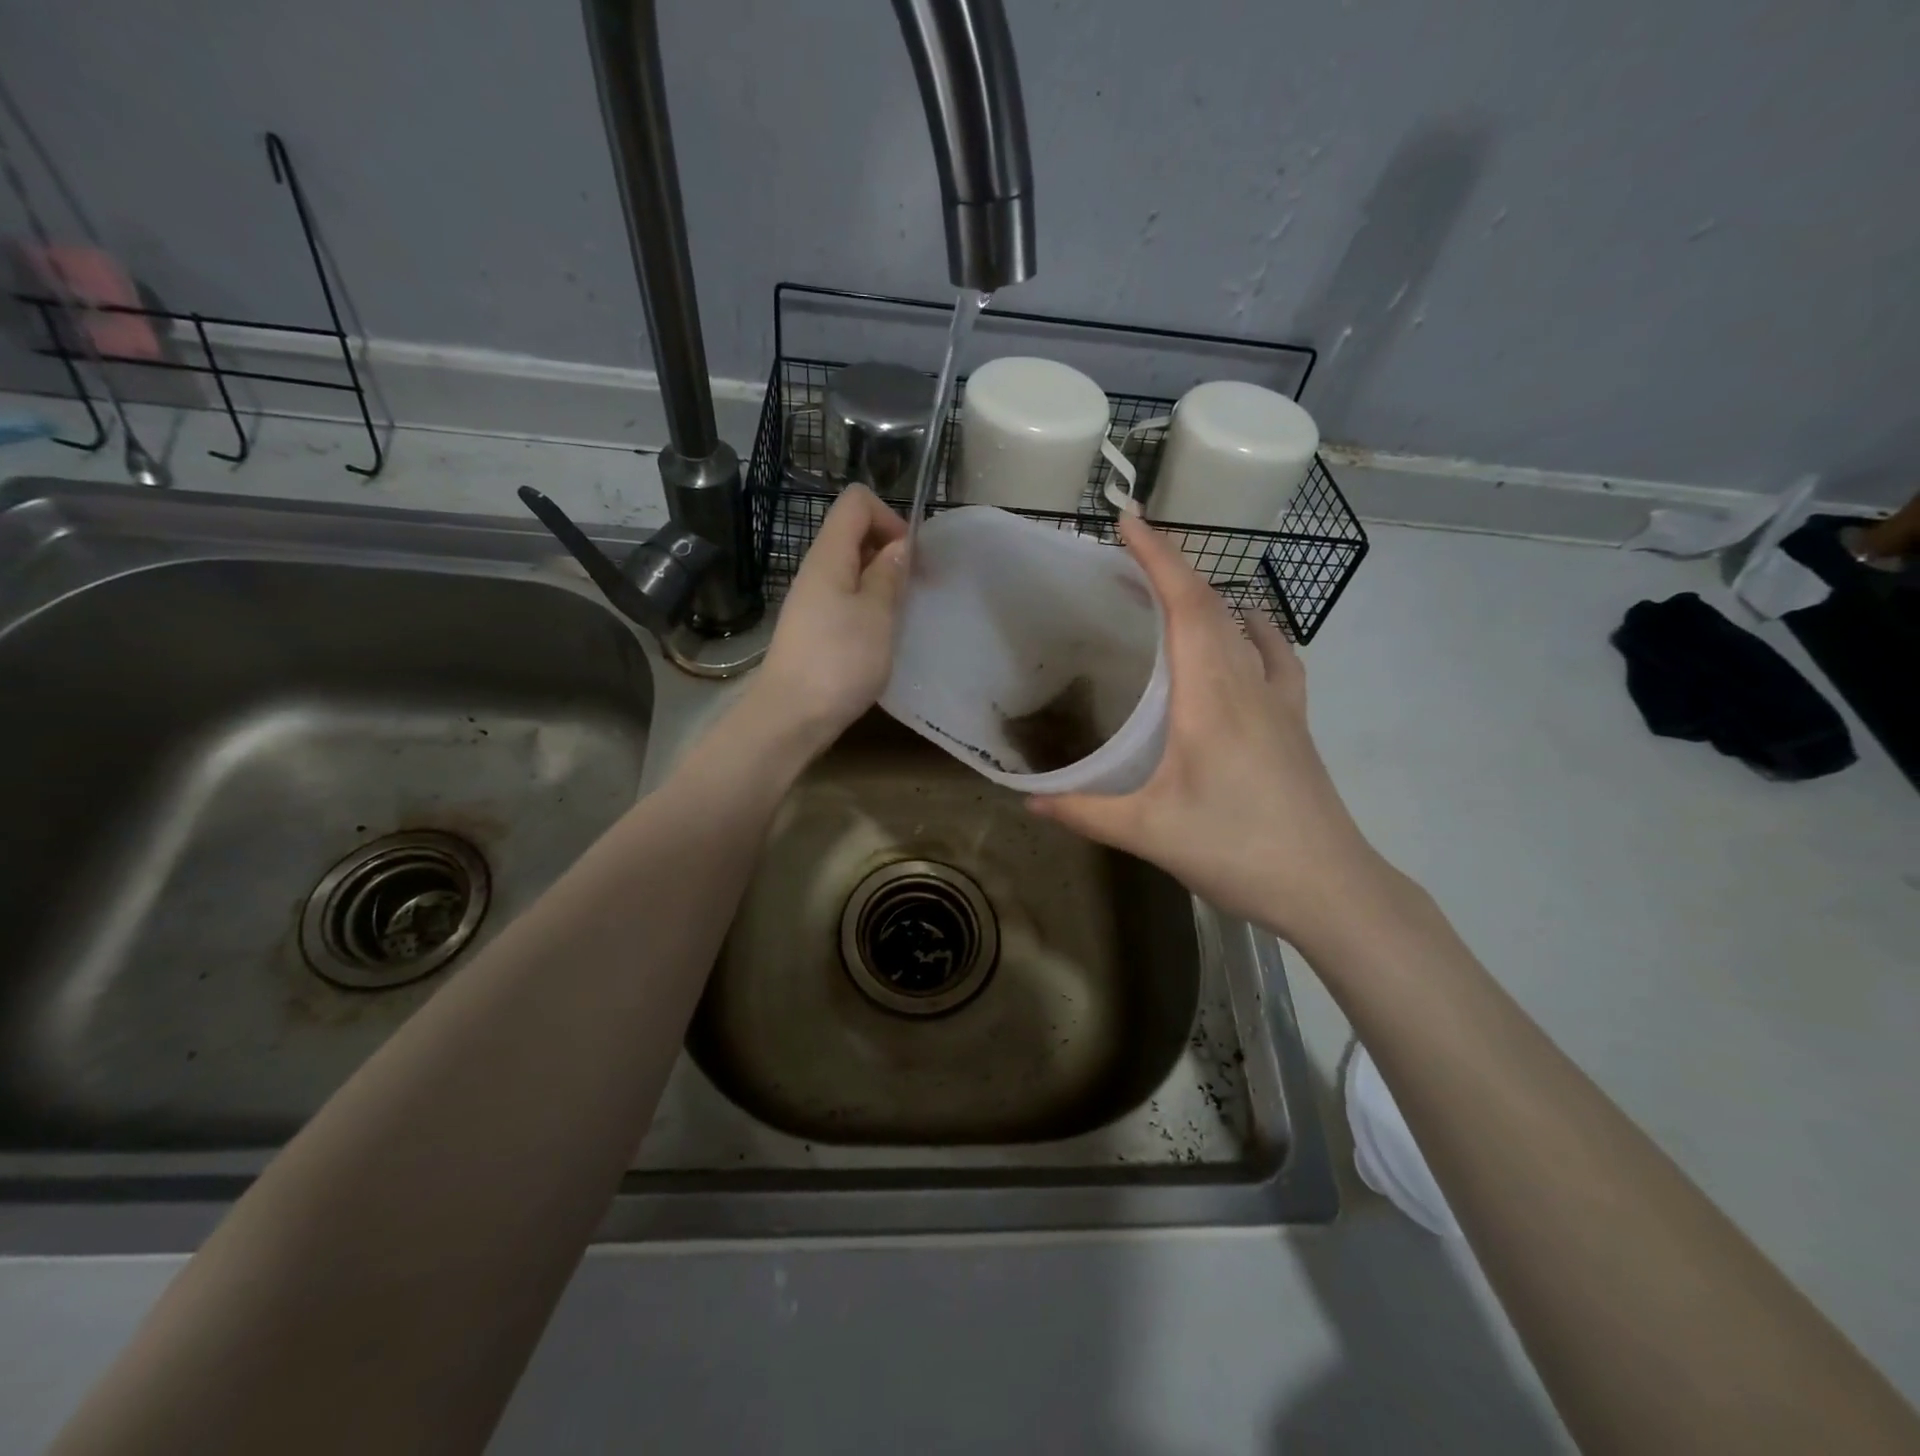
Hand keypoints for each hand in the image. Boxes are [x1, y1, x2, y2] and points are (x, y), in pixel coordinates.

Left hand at [749, 485, 908, 752]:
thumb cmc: (839, 661)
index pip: (856, 502)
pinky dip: (868, 606)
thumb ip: (888, 575)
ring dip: (881, 582)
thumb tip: (899, 545)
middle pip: (853, 533)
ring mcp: (812, 600)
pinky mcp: (813, 628)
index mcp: (829, 556)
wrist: (790, 717)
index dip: (890, 517)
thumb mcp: (876, 615)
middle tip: (913, 589)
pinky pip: (845, 598)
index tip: (911, 557)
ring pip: (851, 569)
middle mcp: (816, 570)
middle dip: (889, 550)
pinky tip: (880, 636)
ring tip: (900, 616)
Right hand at [1029, 515, 1390, 945]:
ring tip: (1171, 588)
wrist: (1330, 887)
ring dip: (1207, 595)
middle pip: (1212, 606)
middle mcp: (1247, 685)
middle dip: (1171, 566)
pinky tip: (1250, 630)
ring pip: (1243, 627)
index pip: (1185, 608)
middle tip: (1130, 548)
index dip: (1158, 558)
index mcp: (1210, 699)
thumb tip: (1028, 802)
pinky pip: (1276, 658)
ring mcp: (1279, 701)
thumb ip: (1085, 812)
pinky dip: (1256, 631)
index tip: (1129, 521)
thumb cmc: (1237, 852)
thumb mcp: (1150, 832)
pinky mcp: (1295, 721)